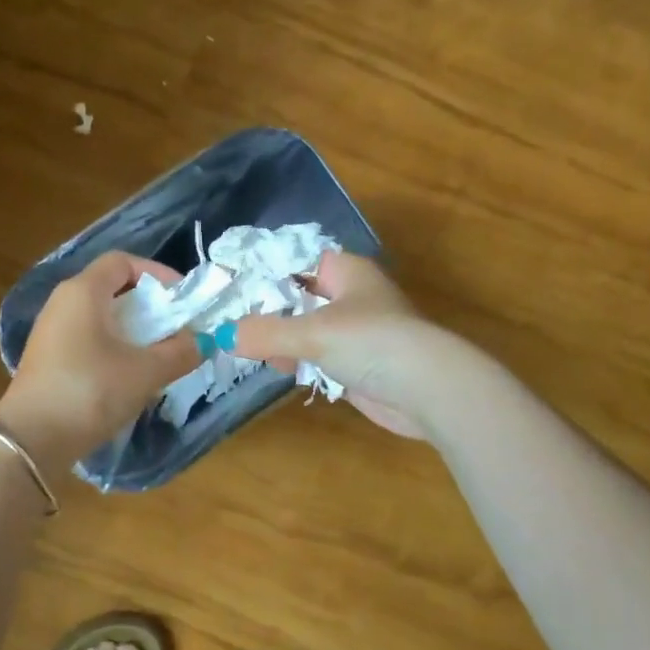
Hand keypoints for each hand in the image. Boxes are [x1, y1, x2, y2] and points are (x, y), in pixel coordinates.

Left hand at [0, 251, 198, 468]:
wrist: (32, 440)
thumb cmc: (91, 391)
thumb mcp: (146, 372)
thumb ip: (180, 352)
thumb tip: (200, 341)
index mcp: (83, 292)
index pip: (122, 261)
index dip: (156, 273)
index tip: (181, 299)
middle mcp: (62, 303)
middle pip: (111, 288)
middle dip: (148, 305)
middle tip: (174, 329)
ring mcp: (50, 332)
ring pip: (100, 317)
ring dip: (132, 330)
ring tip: (157, 355)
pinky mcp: (47, 359)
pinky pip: (87, 339)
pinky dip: (113, 347)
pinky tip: (128, 376)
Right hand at [232, 252, 444, 437]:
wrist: (426, 390)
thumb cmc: (371, 342)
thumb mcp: (312, 333)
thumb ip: (266, 333)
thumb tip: (223, 336)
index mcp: (346, 271)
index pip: (297, 259)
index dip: (265, 269)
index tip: (230, 282)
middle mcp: (351, 296)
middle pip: (299, 296)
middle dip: (268, 311)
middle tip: (231, 321)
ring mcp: (356, 332)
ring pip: (307, 330)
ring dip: (282, 341)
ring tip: (250, 348)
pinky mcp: (357, 364)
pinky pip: (319, 357)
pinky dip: (300, 362)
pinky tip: (280, 369)